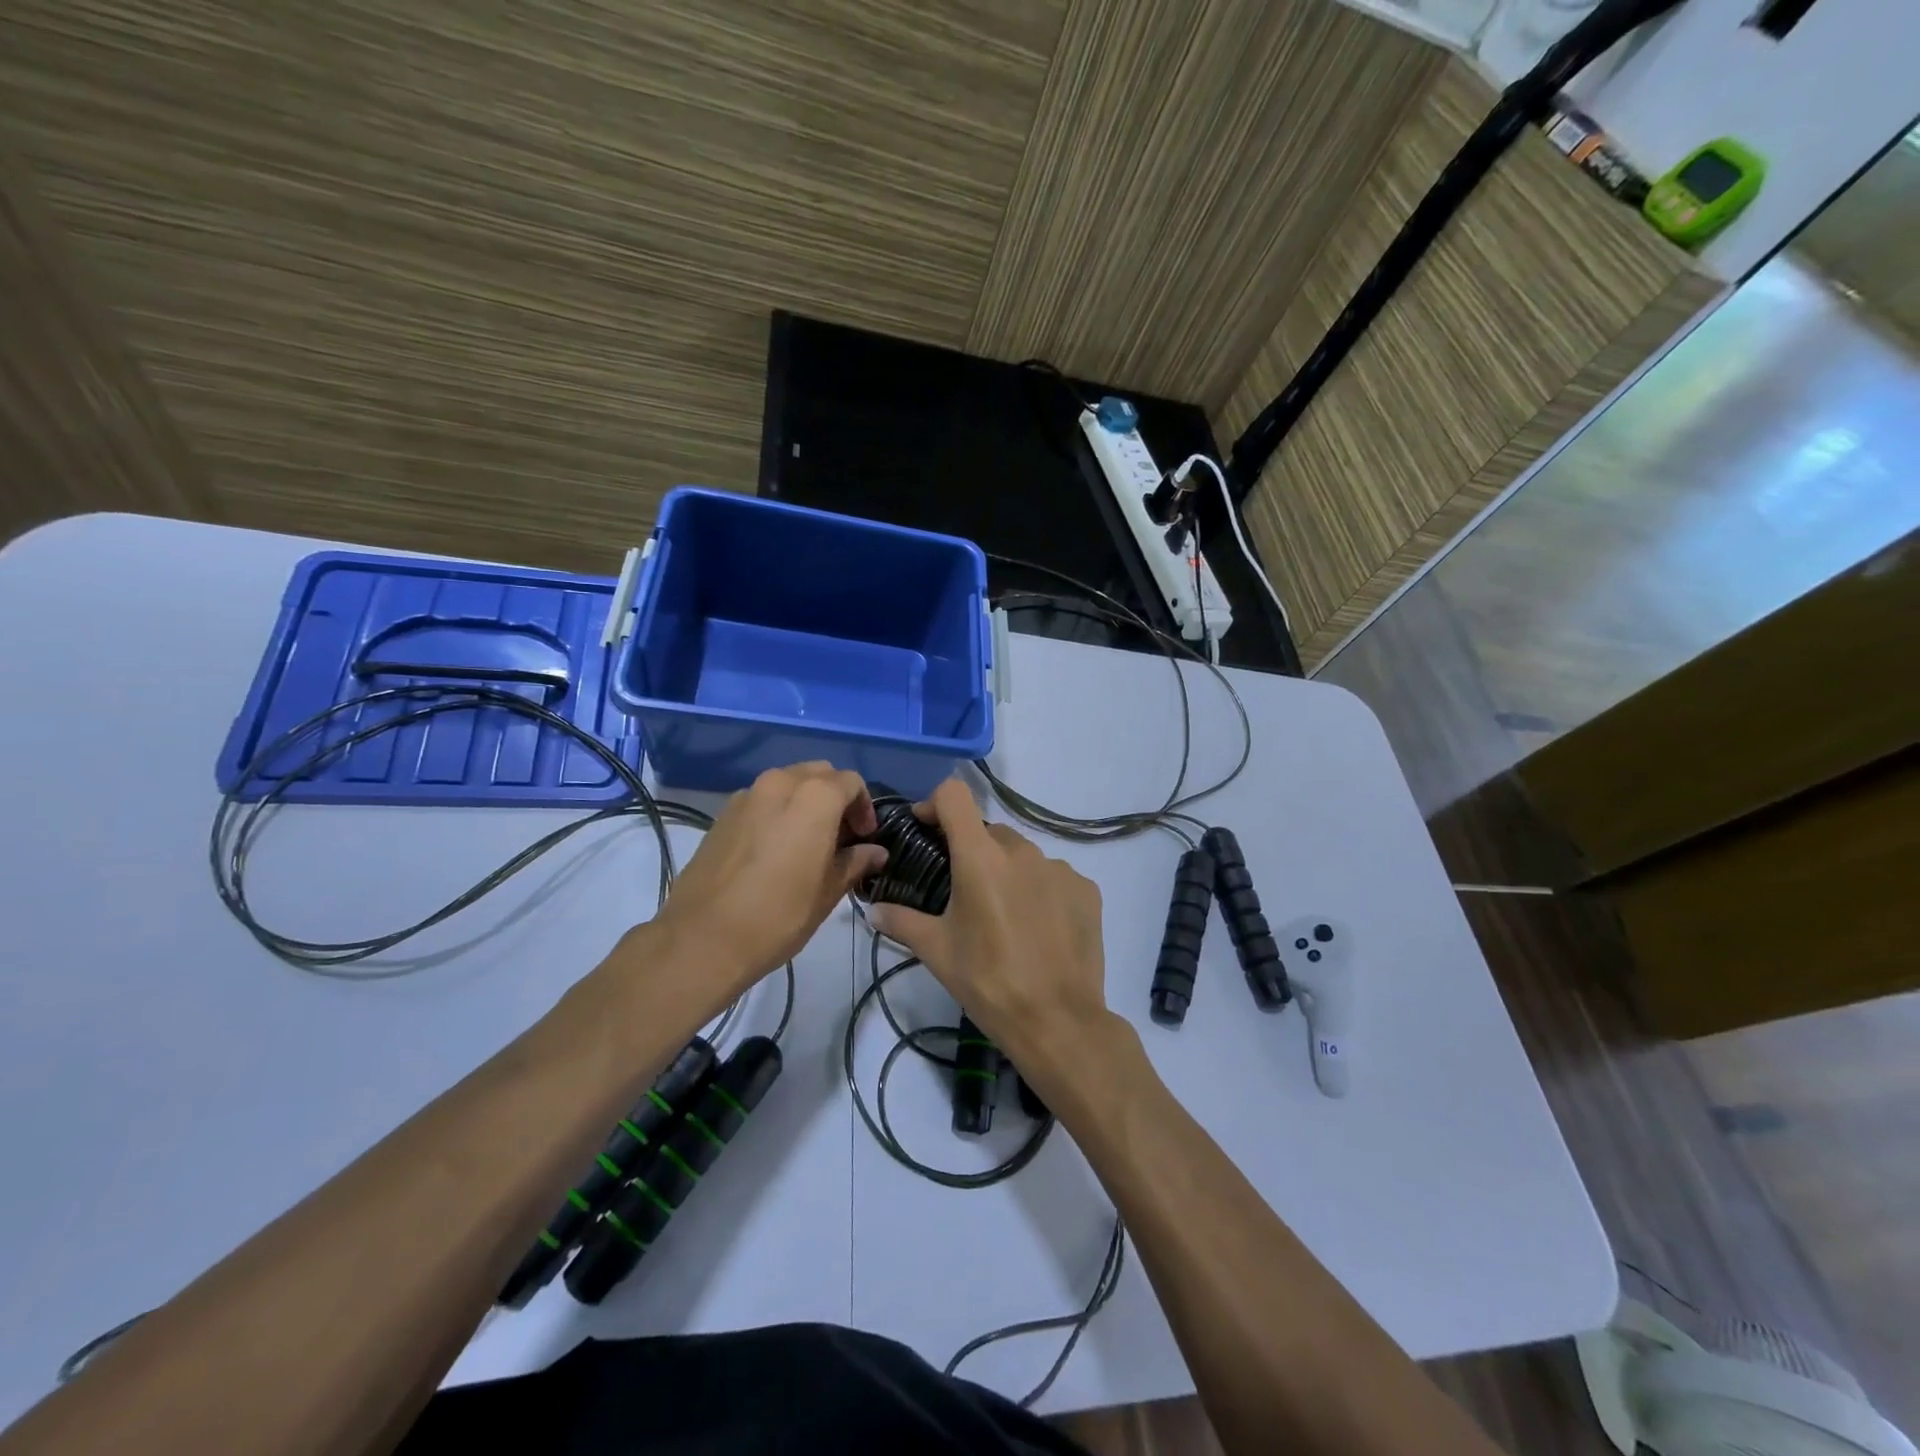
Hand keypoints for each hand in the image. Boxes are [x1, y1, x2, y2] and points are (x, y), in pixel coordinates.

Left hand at [646, 763, 885, 1002]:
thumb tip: (875, 852)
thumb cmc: (778, 915)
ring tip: (808, 841)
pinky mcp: (723, 814)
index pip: (851, 783)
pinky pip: (762, 799)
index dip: (864, 807)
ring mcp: (746, 795)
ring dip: (805, 802)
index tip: (865, 838)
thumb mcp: (828, 892)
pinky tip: (776, 848)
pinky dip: (778, 811)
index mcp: (814, 797)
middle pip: (819, 774)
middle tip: (841, 836)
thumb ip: (855, 862)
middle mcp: (780, 783)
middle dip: (836, 797)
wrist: (702, 938)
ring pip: (788, 783)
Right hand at [868, 779, 1107, 1074]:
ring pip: (1022, 855)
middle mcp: (1023, 851)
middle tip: (962, 892)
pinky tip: (1038, 928)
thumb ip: (901, 921)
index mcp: (981, 857)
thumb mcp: (937, 952)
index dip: (935, 804)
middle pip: (988, 831)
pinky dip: (1040, 890)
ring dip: (1007, 872)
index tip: (926, 830)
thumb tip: (873, 910)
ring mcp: (1060, 868)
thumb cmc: (988, 982)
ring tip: (1003, 917)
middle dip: (971, 851)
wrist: (1058, 1021)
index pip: (955, 795)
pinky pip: (1054, 877)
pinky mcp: (1087, 890)